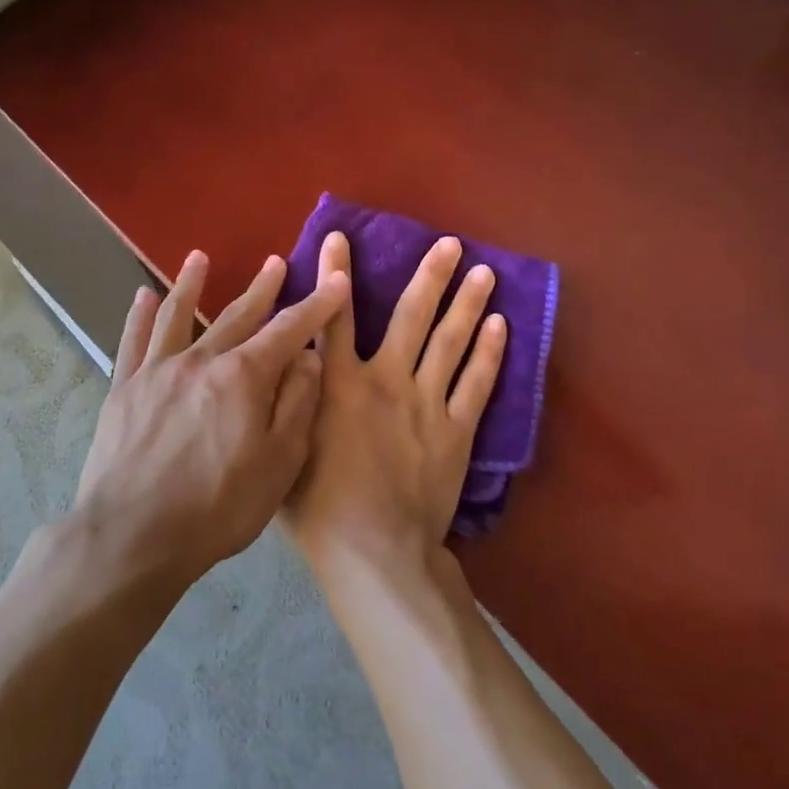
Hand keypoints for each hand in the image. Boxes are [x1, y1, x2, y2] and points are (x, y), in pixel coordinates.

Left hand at [71, 249, 349, 585]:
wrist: (132, 537)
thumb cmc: (217, 507)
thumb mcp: (278, 464)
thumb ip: (296, 405)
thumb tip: (308, 358)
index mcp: (244, 377)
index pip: (289, 330)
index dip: (316, 305)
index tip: (335, 281)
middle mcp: (202, 360)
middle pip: (238, 314)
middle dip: (262, 288)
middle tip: (275, 262)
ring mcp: (158, 371)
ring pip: (180, 315)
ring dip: (192, 283)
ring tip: (199, 257)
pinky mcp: (125, 388)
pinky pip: (133, 341)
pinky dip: (139, 315)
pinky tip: (143, 295)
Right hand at [283, 231, 507, 579]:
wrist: (375, 552)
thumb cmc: (318, 509)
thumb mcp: (286, 449)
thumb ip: (289, 402)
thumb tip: (290, 362)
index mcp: (340, 384)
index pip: (335, 317)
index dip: (335, 274)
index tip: (341, 236)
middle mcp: (387, 380)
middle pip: (412, 317)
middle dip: (430, 276)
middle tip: (450, 244)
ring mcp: (427, 403)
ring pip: (451, 342)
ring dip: (468, 303)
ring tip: (485, 271)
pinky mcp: (457, 430)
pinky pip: (477, 384)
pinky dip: (489, 353)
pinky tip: (502, 326)